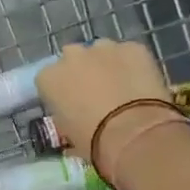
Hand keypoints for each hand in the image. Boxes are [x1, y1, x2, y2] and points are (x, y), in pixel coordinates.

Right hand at [36, 40, 184, 184]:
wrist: (133, 133)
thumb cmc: (93, 141)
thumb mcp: (68, 135)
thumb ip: (65, 118)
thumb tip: (74, 120)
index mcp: (49, 78)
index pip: (48, 79)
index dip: (61, 92)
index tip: (71, 105)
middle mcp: (71, 56)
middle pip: (73, 59)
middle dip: (82, 72)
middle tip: (96, 94)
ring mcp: (103, 48)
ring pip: (102, 52)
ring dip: (107, 65)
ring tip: (121, 88)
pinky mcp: (133, 47)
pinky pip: (129, 54)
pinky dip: (133, 65)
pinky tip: (141, 84)